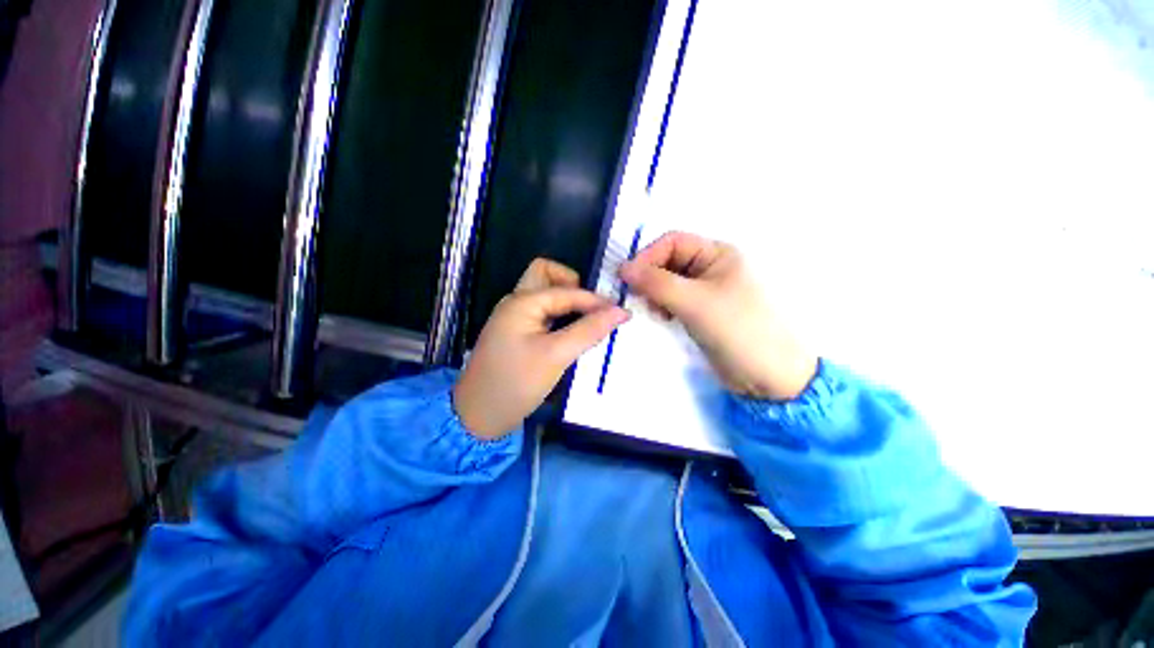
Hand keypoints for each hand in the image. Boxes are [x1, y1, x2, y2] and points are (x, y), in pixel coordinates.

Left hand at [453, 259, 629, 438]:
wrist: (478, 417)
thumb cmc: (515, 383)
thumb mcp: (555, 356)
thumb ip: (588, 331)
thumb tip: (620, 311)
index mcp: (522, 302)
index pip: (568, 291)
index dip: (595, 301)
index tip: (621, 314)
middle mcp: (517, 303)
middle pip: (548, 276)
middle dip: (574, 286)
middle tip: (594, 310)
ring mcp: (515, 318)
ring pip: (546, 295)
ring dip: (569, 302)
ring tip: (591, 321)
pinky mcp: (518, 334)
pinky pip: (543, 314)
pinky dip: (561, 317)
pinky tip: (574, 333)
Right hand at [619, 232, 816, 399]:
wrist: (768, 376)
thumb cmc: (737, 330)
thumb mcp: (695, 302)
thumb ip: (656, 283)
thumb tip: (622, 268)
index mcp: (717, 254)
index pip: (672, 242)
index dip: (648, 256)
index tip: (628, 279)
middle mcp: (711, 267)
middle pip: (668, 261)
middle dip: (650, 277)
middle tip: (640, 298)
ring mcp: (705, 290)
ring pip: (667, 282)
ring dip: (655, 293)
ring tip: (656, 311)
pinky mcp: (700, 310)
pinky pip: (672, 300)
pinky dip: (662, 306)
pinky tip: (664, 318)